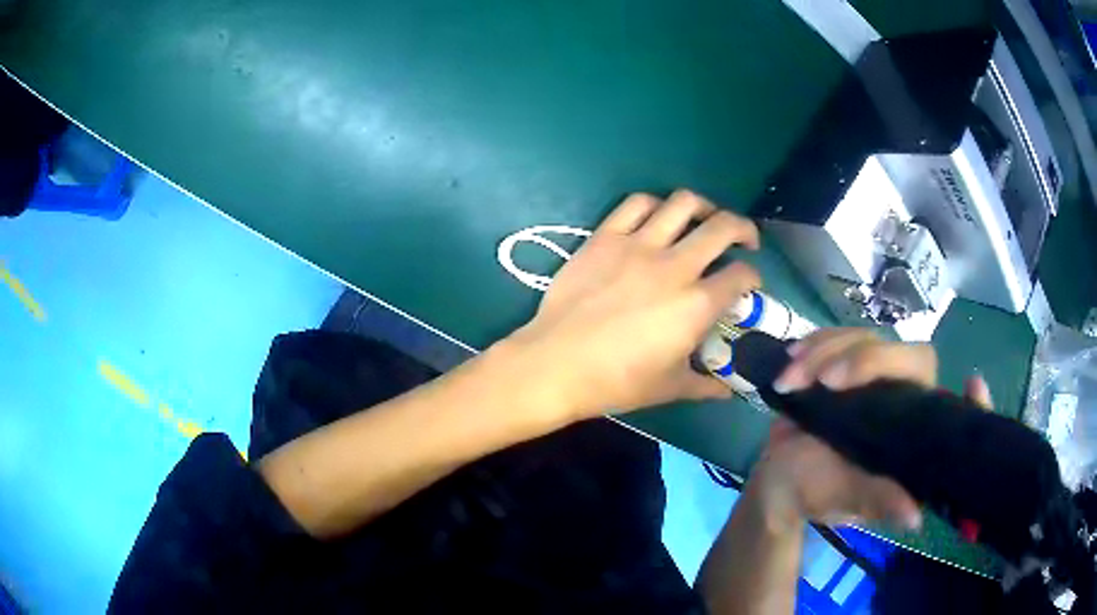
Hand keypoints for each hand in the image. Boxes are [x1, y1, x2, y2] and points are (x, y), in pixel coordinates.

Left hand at [503, 190, 760, 421]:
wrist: (557, 364)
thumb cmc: (616, 382)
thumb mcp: (669, 388)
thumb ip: (705, 385)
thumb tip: (727, 392)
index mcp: (696, 305)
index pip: (741, 276)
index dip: (753, 278)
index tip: (749, 285)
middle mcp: (674, 266)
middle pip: (723, 227)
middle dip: (744, 229)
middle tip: (744, 240)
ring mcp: (638, 246)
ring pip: (682, 203)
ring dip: (703, 207)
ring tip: (704, 220)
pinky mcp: (605, 237)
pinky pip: (635, 204)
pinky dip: (654, 205)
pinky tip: (657, 218)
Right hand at [747, 329, 992, 533]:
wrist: (778, 476)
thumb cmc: (816, 492)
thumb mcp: (847, 498)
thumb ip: (878, 500)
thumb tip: (914, 516)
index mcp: (910, 433)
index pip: (948, 409)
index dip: (970, 402)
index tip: (974, 387)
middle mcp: (901, 397)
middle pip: (905, 355)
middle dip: (864, 361)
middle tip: (824, 382)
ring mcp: (873, 374)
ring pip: (866, 338)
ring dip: (824, 353)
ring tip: (790, 380)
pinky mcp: (845, 361)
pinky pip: (837, 337)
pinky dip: (812, 345)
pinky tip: (792, 358)